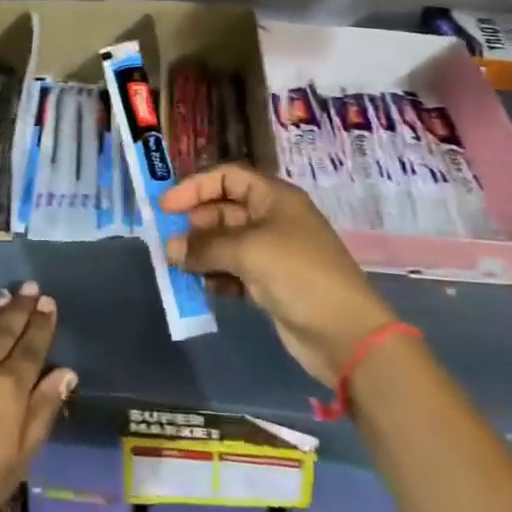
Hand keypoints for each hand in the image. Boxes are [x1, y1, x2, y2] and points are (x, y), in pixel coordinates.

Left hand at [0, 281, 76, 511]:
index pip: (31, 348)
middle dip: (20, 308)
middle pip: (5, 330)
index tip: (47, 302)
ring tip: (5, 295)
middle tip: (29, 287)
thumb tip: (66, 372)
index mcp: (9, 389)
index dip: (41, 324)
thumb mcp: (18, 460)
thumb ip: (42, 411)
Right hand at [163, 164, 395, 387]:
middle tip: (168, 242)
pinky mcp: (271, 284)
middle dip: (195, 224)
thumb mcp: (248, 250)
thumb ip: (205, 246)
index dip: (195, 187)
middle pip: (224, 210)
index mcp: (274, 198)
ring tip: (177, 266)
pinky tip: (200, 286)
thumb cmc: (298, 273)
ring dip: (202, 252)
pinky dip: (216, 276)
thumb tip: (171, 249)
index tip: (166, 206)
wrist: (345, 333)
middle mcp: (273, 219)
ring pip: (227, 243)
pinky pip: (234, 271)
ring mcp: (273, 253)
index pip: (228, 178)